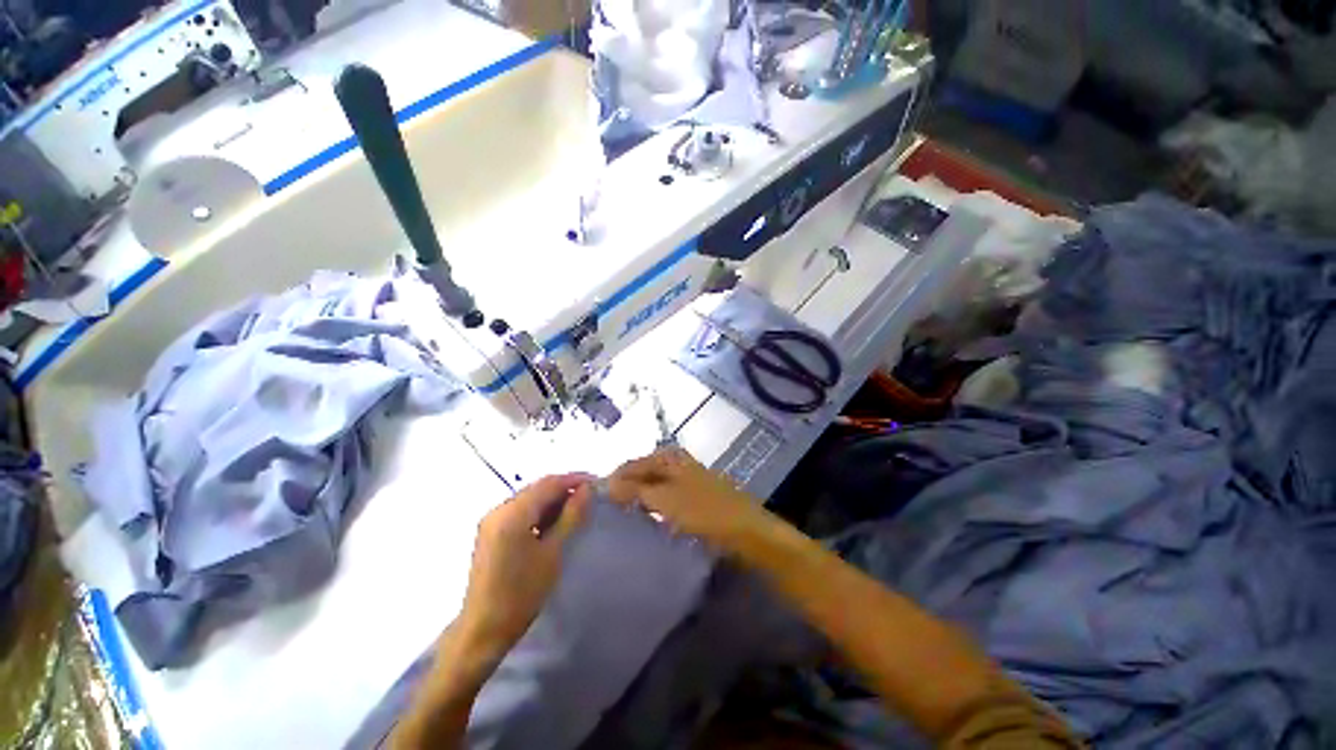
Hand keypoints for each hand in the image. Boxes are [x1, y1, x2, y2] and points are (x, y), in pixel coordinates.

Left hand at [456, 474, 592, 659]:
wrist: (483, 631)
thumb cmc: (521, 594)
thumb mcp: (553, 553)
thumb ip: (571, 516)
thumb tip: (587, 490)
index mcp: (512, 513)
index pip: (549, 483)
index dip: (574, 480)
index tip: (597, 484)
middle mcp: (499, 510)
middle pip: (538, 488)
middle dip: (564, 490)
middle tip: (590, 498)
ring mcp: (492, 521)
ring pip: (530, 499)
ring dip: (553, 501)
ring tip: (577, 511)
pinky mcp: (490, 533)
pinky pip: (521, 511)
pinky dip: (539, 512)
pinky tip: (554, 524)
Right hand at [606, 448, 774, 549]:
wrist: (747, 531)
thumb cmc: (705, 512)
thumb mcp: (666, 500)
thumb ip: (636, 490)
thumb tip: (606, 484)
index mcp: (670, 457)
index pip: (632, 464)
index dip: (614, 480)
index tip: (596, 500)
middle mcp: (678, 462)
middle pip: (643, 471)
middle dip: (625, 487)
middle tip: (608, 509)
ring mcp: (688, 478)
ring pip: (654, 483)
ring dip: (639, 496)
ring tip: (623, 514)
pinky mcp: (695, 495)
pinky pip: (666, 495)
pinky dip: (654, 504)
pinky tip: (648, 517)